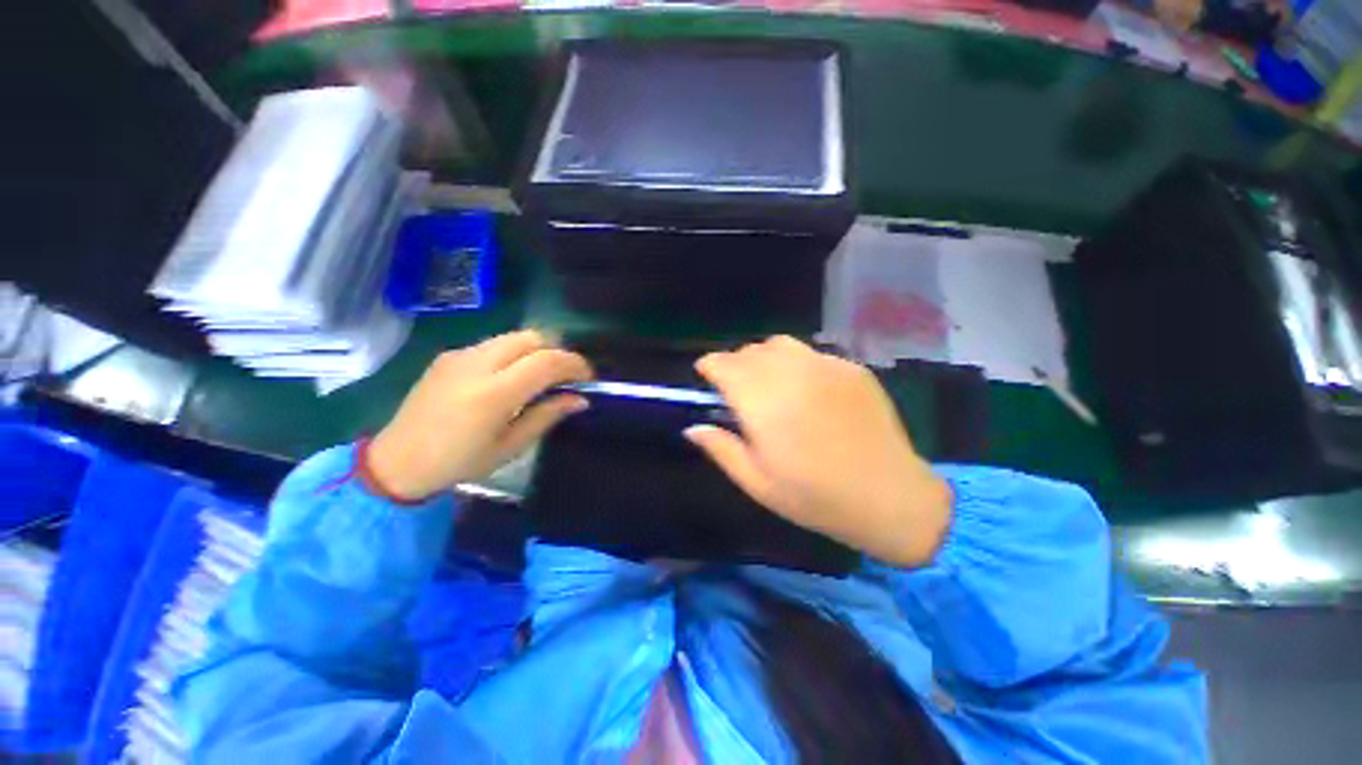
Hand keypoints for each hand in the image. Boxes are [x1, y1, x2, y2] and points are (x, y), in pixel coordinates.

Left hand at [368, 330, 592, 500]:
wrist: (397, 462)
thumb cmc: (459, 463)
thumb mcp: (510, 447)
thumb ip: (547, 416)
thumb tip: (580, 399)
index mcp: (494, 394)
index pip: (546, 361)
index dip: (574, 364)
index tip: (587, 378)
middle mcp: (477, 364)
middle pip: (532, 337)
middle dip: (557, 352)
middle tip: (565, 376)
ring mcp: (460, 356)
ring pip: (513, 337)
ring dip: (536, 351)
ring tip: (540, 376)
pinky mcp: (448, 355)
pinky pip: (493, 344)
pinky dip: (514, 353)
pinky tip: (509, 378)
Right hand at [687, 336, 951, 567]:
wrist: (890, 497)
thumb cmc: (815, 497)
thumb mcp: (757, 482)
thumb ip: (720, 449)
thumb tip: (692, 428)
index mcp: (763, 403)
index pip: (724, 365)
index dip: (709, 366)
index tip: (705, 376)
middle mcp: (791, 375)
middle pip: (750, 351)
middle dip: (735, 363)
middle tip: (737, 388)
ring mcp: (825, 367)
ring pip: (780, 344)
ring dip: (764, 357)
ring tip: (769, 382)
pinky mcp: (851, 368)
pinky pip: (812, 353)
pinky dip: (797, 363)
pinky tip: (807, 390)